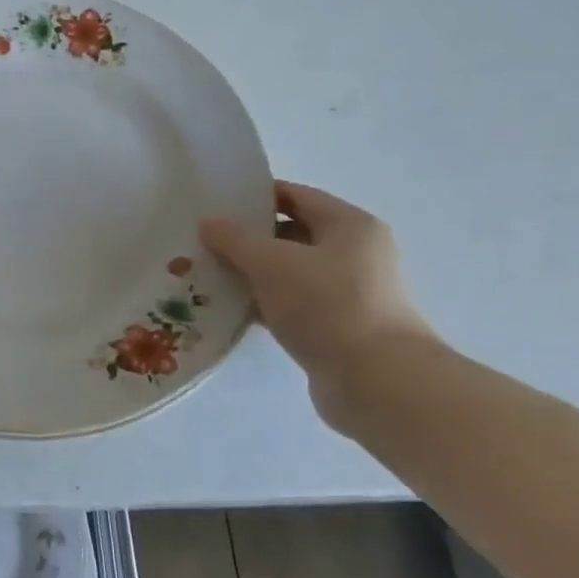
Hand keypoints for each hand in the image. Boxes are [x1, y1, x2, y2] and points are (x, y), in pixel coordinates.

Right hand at [200, 182, 436, 414]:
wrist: (376, 382)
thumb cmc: (328, 306)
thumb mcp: (272, 263)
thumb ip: (235, 239)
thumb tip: (209, 223)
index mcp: (349, 225)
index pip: (294, 195)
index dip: (253, 196)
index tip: (213, 204)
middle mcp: (353, 254)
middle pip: (290, 234)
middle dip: (246, 238)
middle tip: (202, 242)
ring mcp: (345, 293)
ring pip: (286, 273)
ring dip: (250, 274)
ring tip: (205, 275)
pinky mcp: (334, 327)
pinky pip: (289, 305)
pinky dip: (261, 304)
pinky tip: (227, 309)